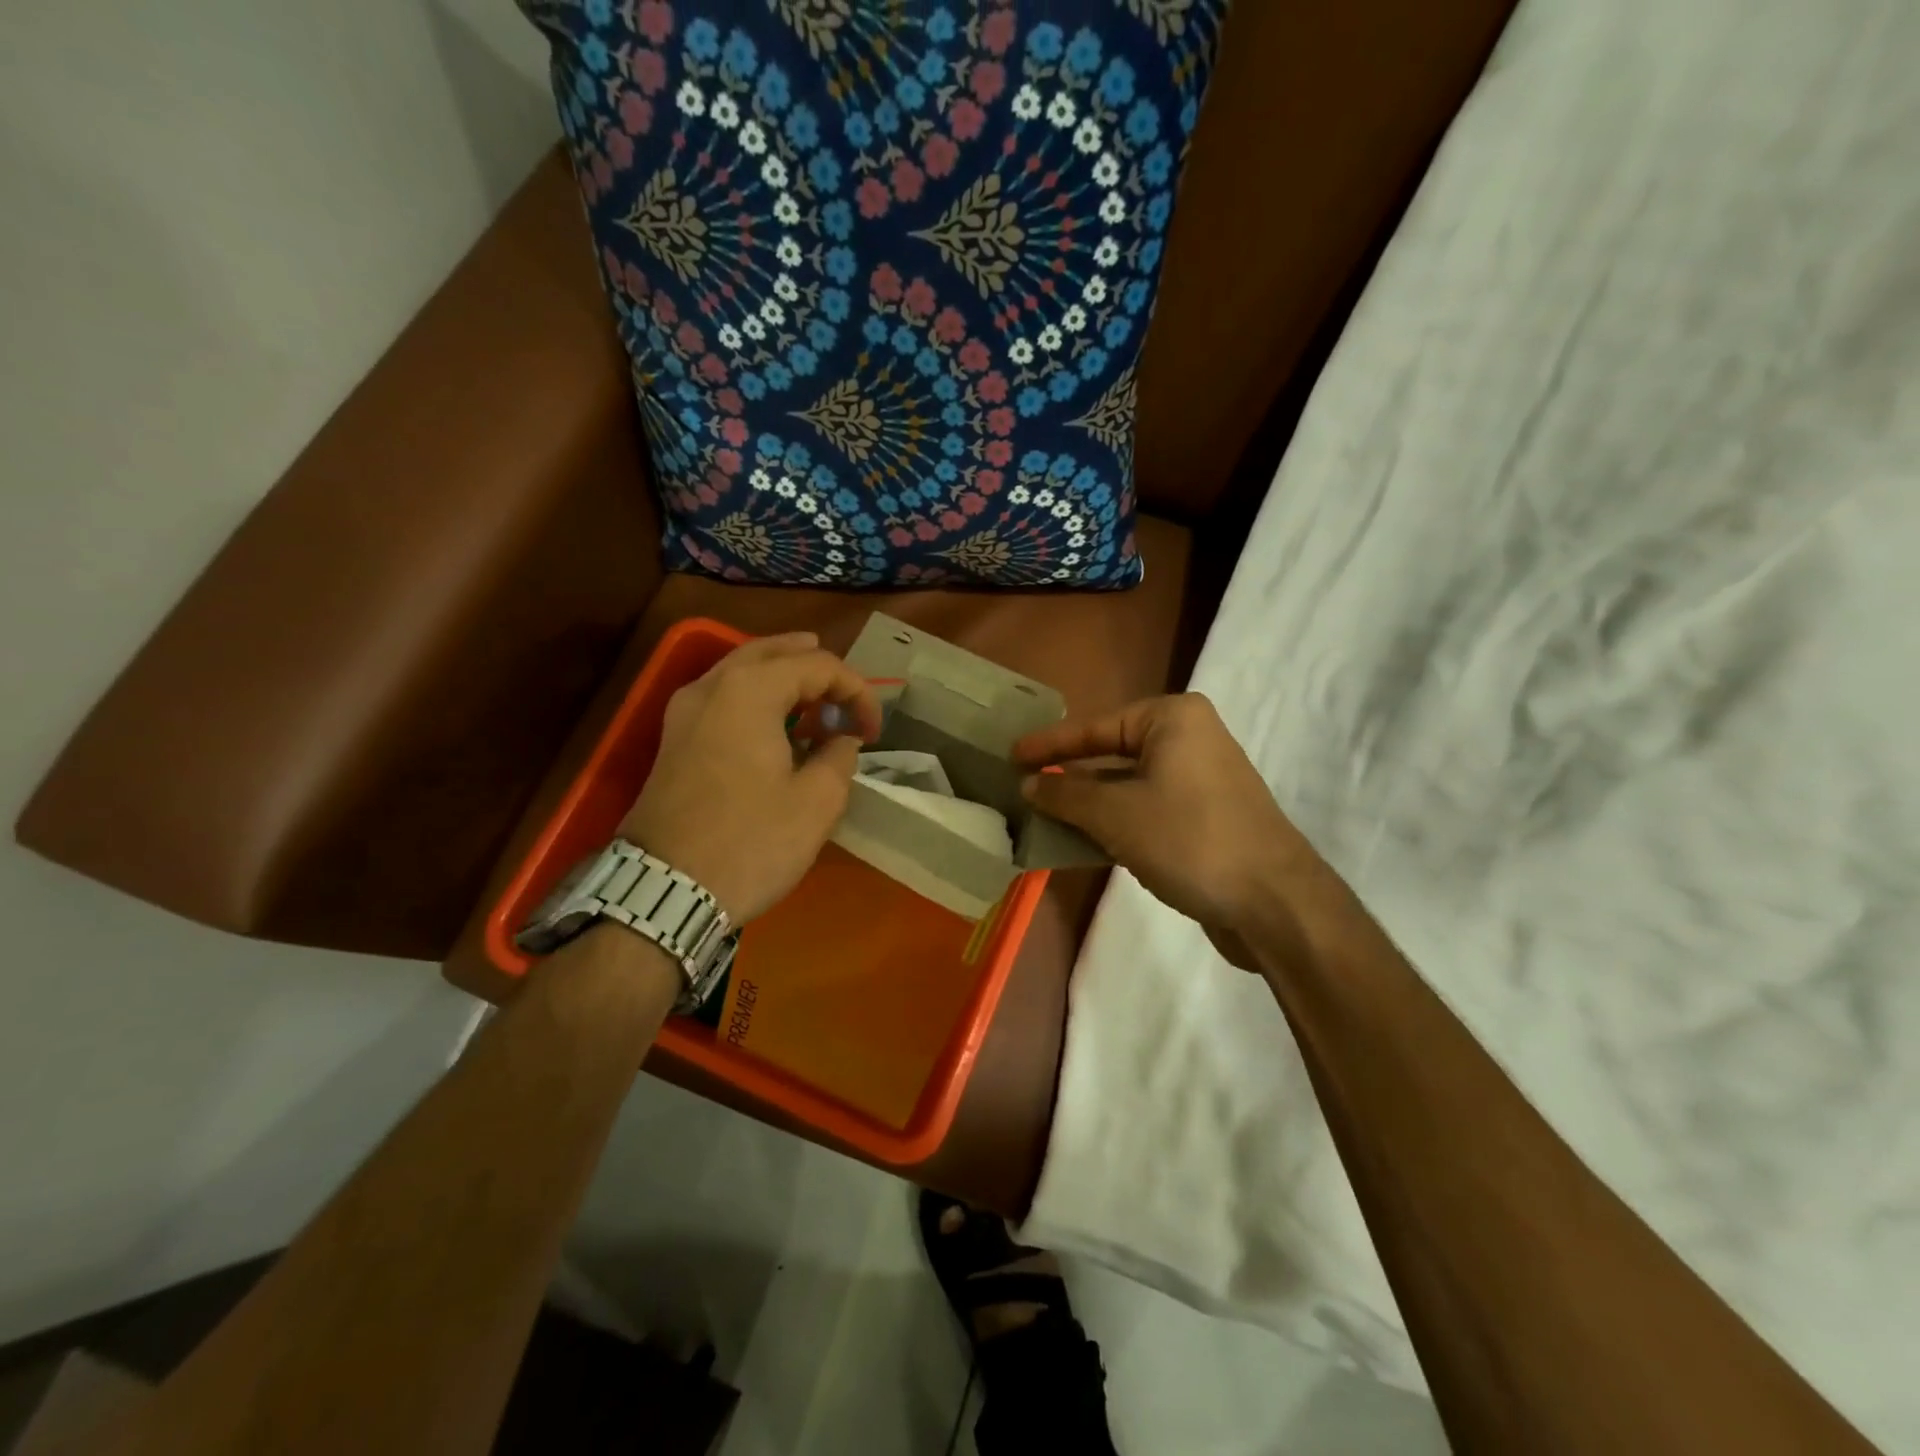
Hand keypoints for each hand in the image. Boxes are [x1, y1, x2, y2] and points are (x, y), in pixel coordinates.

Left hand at [619, 633, 880, 923]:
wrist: (665, 891)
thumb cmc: (750, 842)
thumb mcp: (817, 802)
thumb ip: (839, 757)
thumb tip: (841, 739)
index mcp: (749, 690)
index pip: (817, 666)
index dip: (856, 692)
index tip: (874, 731)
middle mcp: (711, 687)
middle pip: (771, 652)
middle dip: (814, 666)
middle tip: (844, 688)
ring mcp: (684, 712)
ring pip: (741, 671)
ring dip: (783, 678)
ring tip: (815, 698)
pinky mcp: (674, 741)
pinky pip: (723, 699)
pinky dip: (756, 699)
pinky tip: (776, 726)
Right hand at [1014, 694, 1321, 967]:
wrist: (1274, 903)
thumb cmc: (1189, 839)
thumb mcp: (1115, 814)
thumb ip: (1066, 794)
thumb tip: (1029, 783)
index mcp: (1172, 719)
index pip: (1095, 726)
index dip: (1049, 744)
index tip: (1011, 755)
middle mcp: (1189, 739)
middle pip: (1111, 753)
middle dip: (1069, 776)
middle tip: (1023, 787)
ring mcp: (1201, 780)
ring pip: (1128, 785)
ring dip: (1088, 805)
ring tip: (1043, 818)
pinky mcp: (1206, 817)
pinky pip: (1147, 810)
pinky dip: (1115, 823)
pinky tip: (1082, 843)